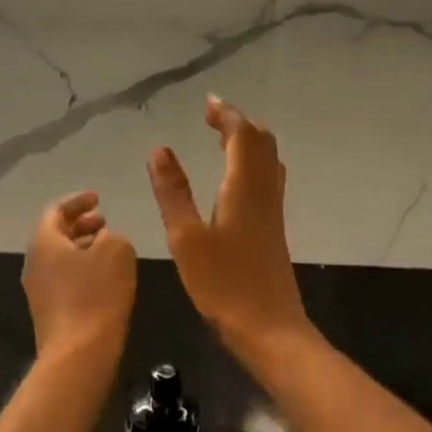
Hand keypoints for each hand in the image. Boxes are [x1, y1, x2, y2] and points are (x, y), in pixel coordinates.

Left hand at [22, 191, 137, 356]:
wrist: (78, 355)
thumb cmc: (96, 295)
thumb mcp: (117, 251)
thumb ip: (113, 236)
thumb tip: (104, 240)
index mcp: (44, 241)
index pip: (56, 210)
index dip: (78, 201)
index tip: (98, 198)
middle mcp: (34, 262)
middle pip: (55, 234)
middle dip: (80, 225)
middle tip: (104, 222)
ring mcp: (38, 289)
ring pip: (60, 258)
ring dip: (82, 248)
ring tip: (108, 248)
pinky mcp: (48, 312)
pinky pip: (63, 279)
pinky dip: (81, 269)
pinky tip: (104, 279)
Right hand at [148, 96, 311, 355]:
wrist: (268, 328)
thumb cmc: (223, 284)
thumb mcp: (186, 237)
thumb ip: (172, 192)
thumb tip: (159, 149)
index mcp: (244, 187)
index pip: (242, 136)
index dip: (226, 115)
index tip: (208, 103)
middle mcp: (264, 192)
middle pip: (261, 143)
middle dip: (239, 124)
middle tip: (212, 118)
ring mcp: (272, 211)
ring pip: (268, 161)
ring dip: (248, 142)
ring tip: (222, 139)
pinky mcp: (273, 229)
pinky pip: (267, 179)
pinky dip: (251, 163)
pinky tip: (234, 180)